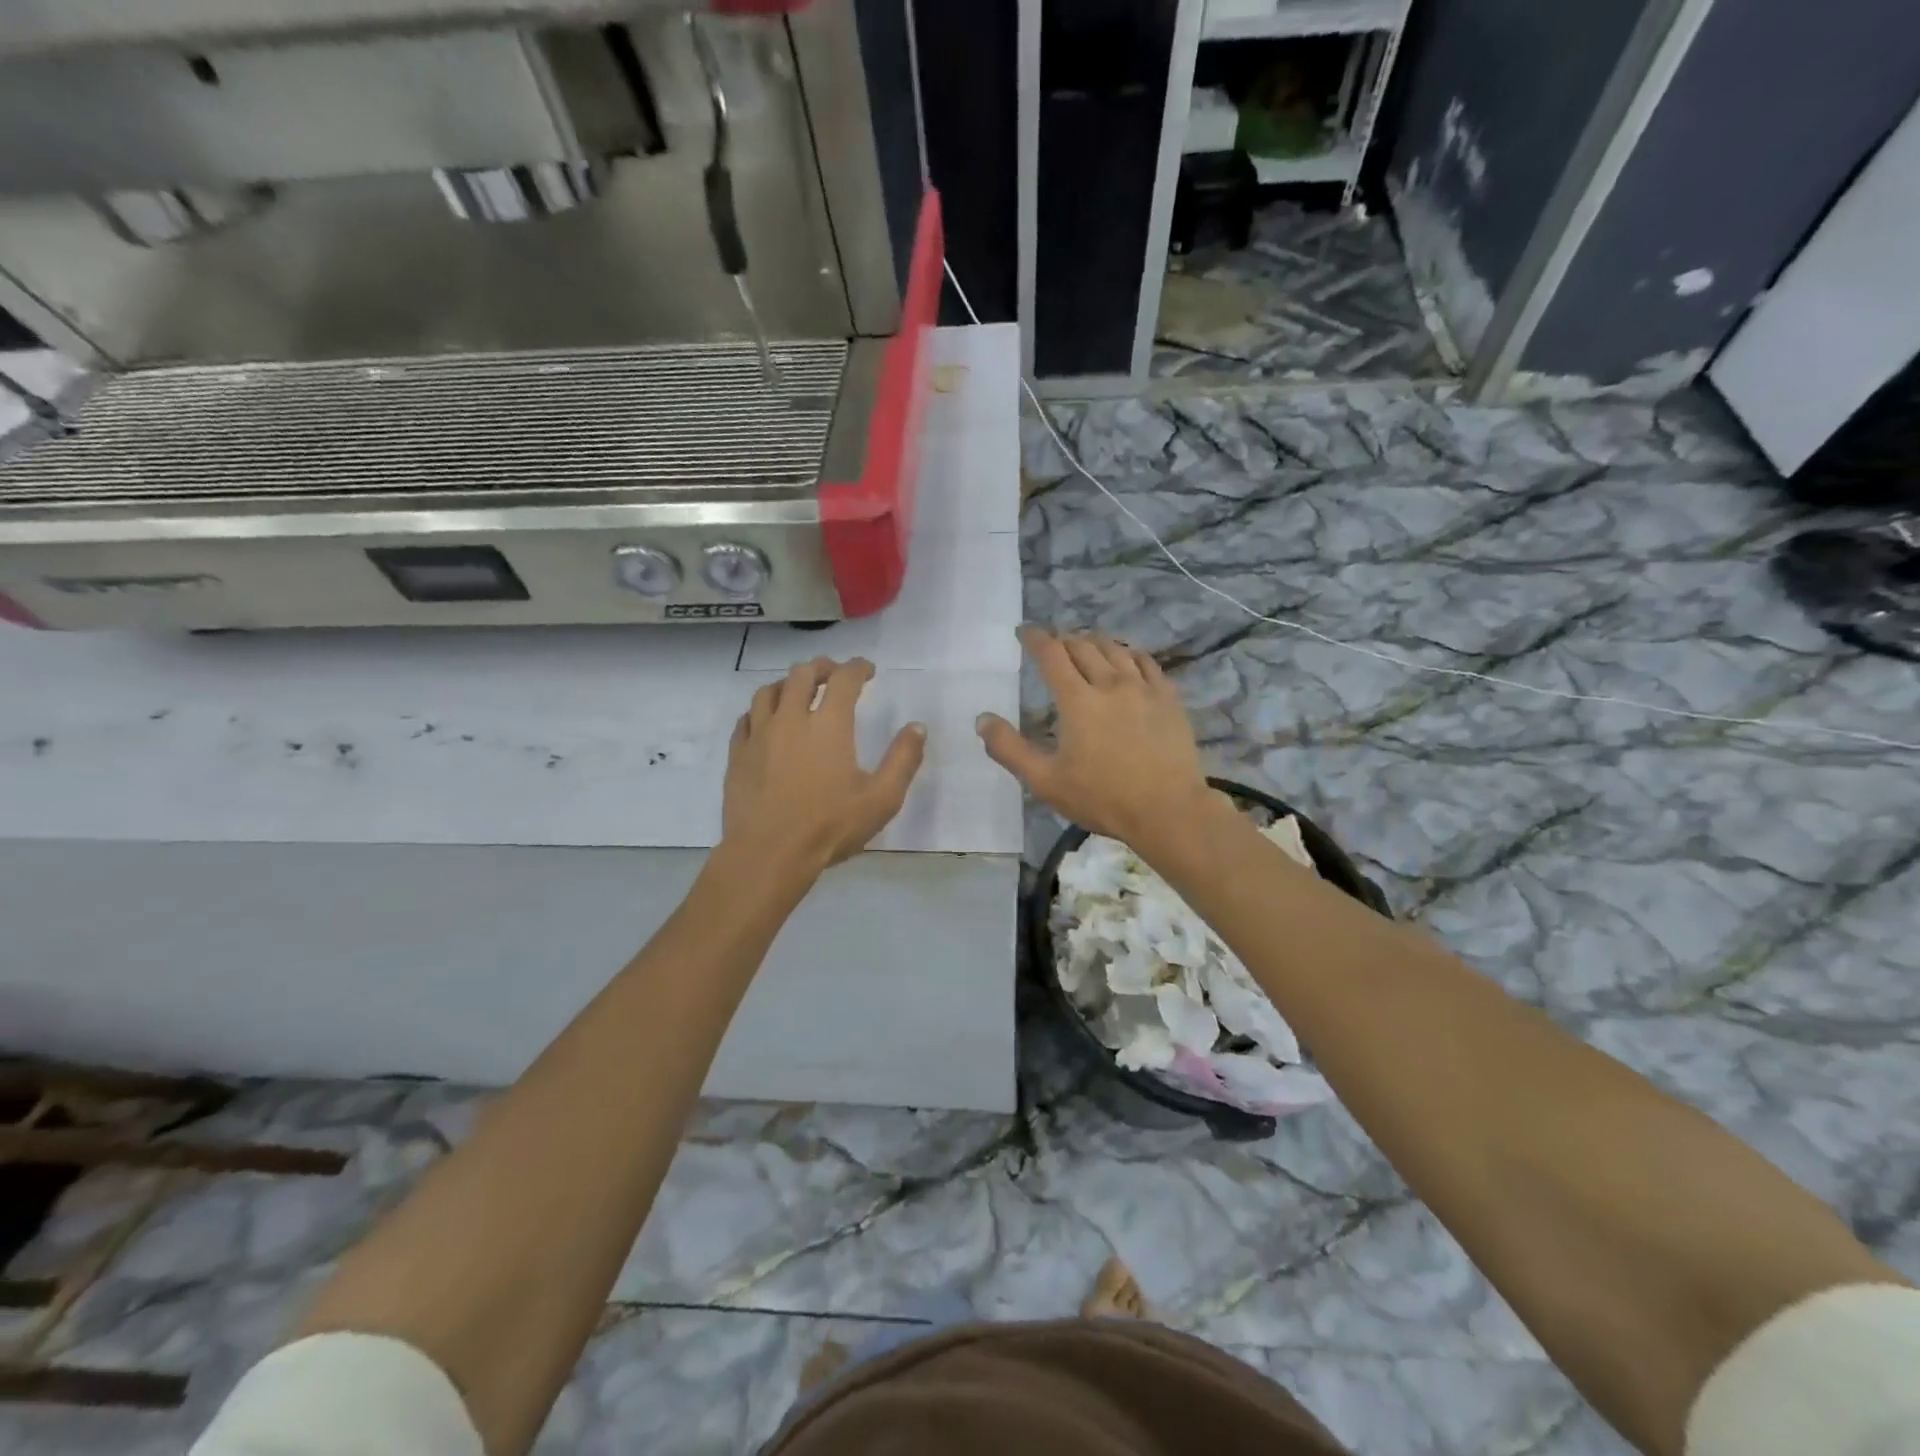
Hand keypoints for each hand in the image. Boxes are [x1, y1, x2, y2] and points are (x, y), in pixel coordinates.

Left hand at [722, 657, 925, 878]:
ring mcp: (759, 735)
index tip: (868, 670)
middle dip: (822, 667)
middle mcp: (791, 719)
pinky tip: (767, 721)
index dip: (858, 668)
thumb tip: (917, 727)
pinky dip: (761, 710)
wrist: (768, 854)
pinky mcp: (738, 754)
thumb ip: (903, 760)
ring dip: (788, 683)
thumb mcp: (881, 799)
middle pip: (802, 674)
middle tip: (834, 674)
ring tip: (798, 691)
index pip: (845, 679)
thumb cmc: (829, 826)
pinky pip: (747, 718)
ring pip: (768, 691)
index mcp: (828, 725)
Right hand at [976, 628, 1212, 845]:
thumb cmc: (1102, 798)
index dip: (1035, 638)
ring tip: (1085, 644)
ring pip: (1115, 649)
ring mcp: (1143, 688)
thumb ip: (1009, 749)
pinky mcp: (1168, 698)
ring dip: (1094, 641)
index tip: (1024, 632)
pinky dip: (1129, 653)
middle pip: (1082, 645)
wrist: (1167, 810)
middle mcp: (1110, 683)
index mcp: (1077, 700)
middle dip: (1062, 639)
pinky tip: (1126, 658)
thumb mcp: (1045, 781)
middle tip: (1052, 644)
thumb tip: (982, 718)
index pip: (1051, 654)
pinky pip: (1147, 662)